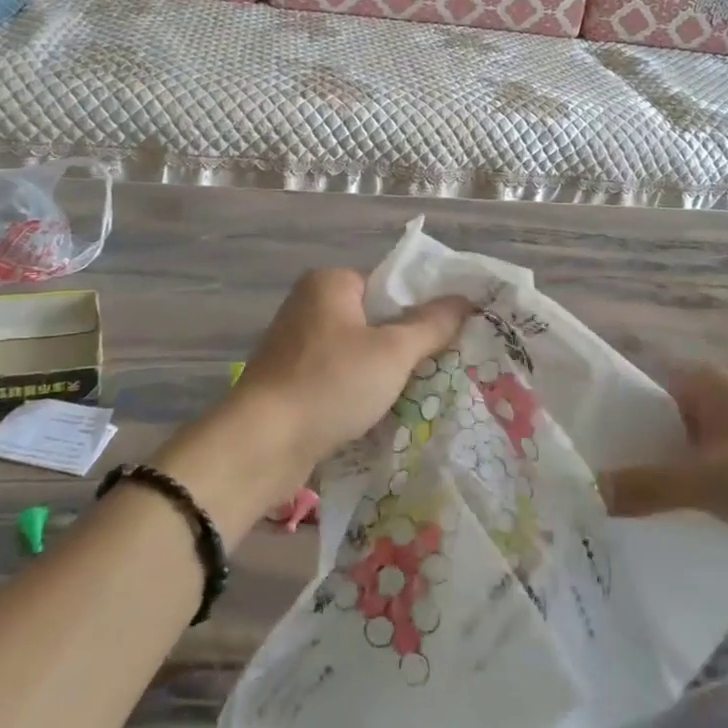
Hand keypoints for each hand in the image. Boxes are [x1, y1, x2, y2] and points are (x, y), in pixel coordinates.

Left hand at [232, 267, 472, 490]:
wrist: (262, 444)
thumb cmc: (331, 383)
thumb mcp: (393, 352)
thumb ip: (432, 324)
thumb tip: (465, 301)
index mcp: (330, 283)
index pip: (391, 285)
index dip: (423, 309)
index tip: (451, 337)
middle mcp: (309, 306)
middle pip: (376, 319)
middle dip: (407, 345)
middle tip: (441, 367)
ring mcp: (296, 345)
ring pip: (359, 352)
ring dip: (385, 373)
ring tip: (419, 393)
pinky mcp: (290, 381)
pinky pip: (339, 377)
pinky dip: (360, 391)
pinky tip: (382, 412)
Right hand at [600, 365, 727, 585]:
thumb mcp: (707, 482)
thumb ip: (645, 487)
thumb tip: (586, 491)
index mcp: (710, 385)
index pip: (643, 395)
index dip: (612, 422)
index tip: (584, 455)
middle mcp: (727, 402)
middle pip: (664, 427)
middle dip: (636, 457)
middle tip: (596, 490)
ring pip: (690, 456)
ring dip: (666, 481)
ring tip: (624, 513)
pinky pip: (716, 479)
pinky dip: (696, 498)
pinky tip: (673, 527)